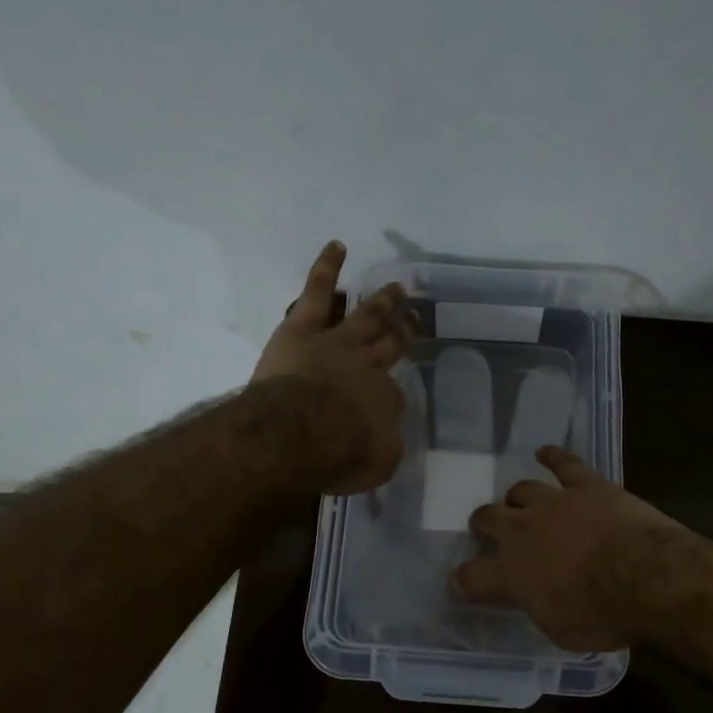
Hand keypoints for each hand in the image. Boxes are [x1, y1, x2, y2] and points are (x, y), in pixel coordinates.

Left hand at [252, 241, 414, 493]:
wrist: (297, 432)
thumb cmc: (337, 455)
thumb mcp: (376, 464)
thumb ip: (384, 446)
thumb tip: (384, 435)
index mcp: (384, 399)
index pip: (393, 395)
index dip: (390, 398)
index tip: (387, 404)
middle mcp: (367, 365)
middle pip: (389, 344)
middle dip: (403, 332)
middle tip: (415, 318)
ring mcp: (337, 341)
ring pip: (365, 314)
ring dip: (382, 301)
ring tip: (396, 286)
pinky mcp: (303, 327)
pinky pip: (318, 292)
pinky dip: (328, 268)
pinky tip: (337, 247)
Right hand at [450, 447, 684, 650]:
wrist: (642, 576)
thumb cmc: (601, 616)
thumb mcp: (559, 630)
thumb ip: (539, 607)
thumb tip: (535, 597)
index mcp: (511, 573)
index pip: (472, 576)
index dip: (463, 580)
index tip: (460, 582)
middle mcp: (522, 531)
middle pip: (488, 518)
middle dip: (483, 523)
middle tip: (486, 527)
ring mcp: (553, 503)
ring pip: (522, 489)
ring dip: (517, 497)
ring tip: (518, 500)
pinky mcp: (586, 485)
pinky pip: (564, 464)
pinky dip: (553, 456)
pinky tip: (545, 453)